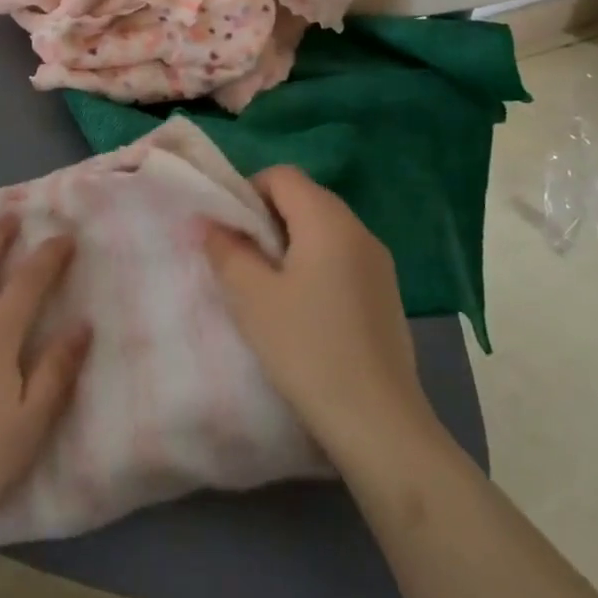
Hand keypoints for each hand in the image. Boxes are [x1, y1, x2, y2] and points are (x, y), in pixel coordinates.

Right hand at [202, 166, 429, 461]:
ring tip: (269, 287)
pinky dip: (316, 264)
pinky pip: (342, 256)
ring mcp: (378, 261)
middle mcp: (358, 229)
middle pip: (304, 198)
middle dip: (267, 218)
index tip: (230, 232)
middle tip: (243, 260)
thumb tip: (211, 223)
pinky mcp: (386, 291)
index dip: (248, 192)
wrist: (378, 422)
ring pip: (323, 228)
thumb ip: (227, 249)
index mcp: (327, 219)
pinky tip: (304, 310)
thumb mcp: (252, 297)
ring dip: (290, 243)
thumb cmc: (307, 348)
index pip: (282, 176)